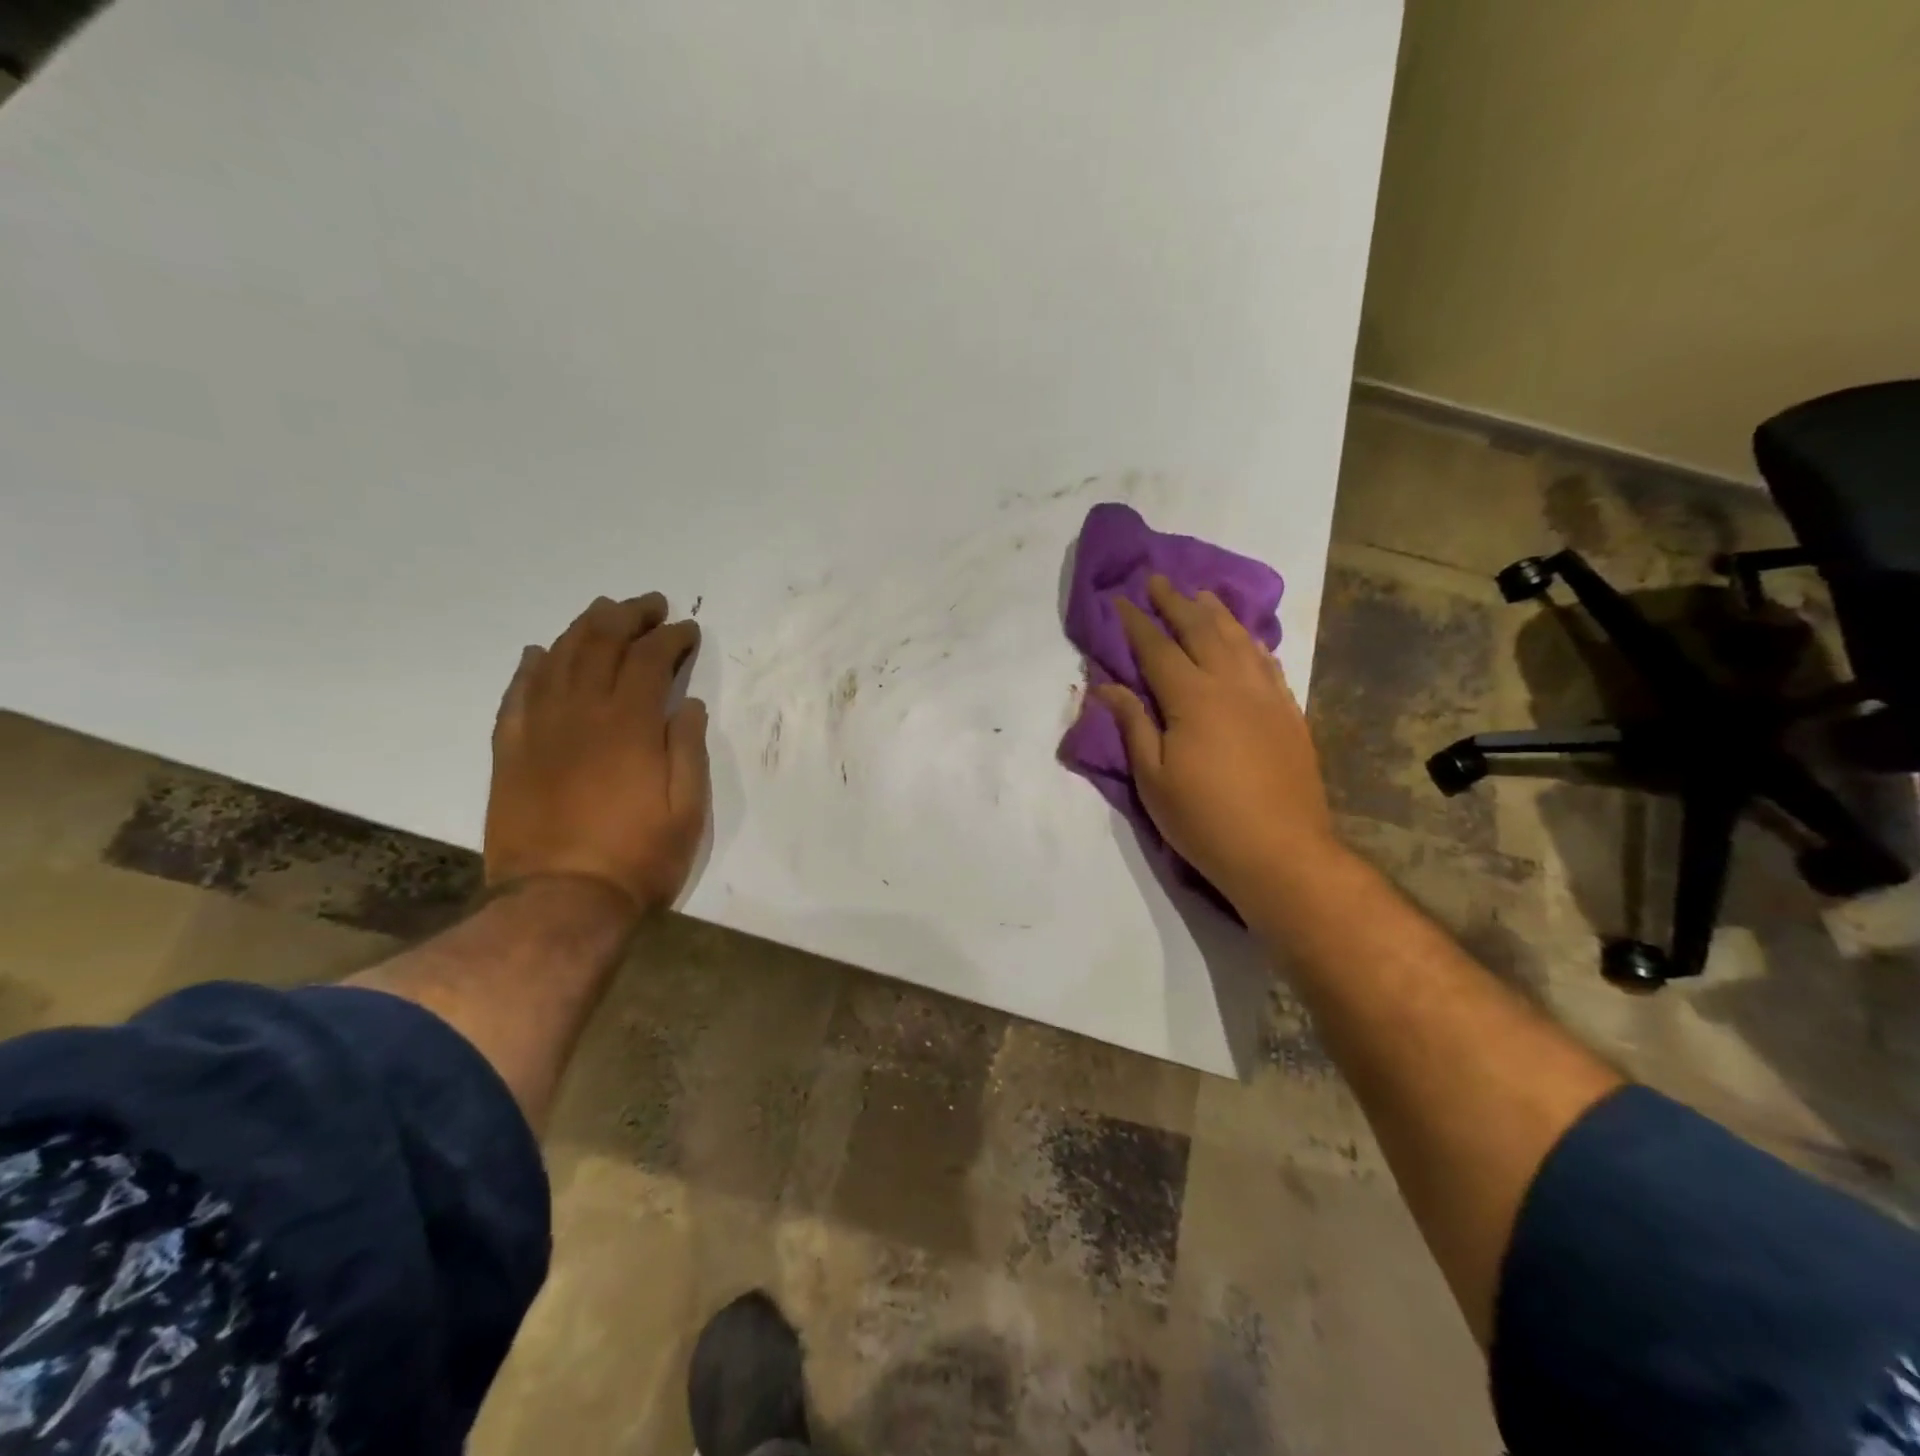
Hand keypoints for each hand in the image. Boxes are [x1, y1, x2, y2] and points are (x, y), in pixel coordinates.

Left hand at [485, 594, 709, 918]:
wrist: (560, 901)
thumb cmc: (638, 857)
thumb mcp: (687, 808)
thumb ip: (688, 748)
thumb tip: (687, 703)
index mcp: (629, 724)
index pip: (650, 659)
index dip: (671, 638)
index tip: (688, 630)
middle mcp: (581, 713)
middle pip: (600, 644)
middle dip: (628, 616)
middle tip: (649, 605)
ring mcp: (539, 729)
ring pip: (558, 659)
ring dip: (583, 628)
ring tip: (603, 613)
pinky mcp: (510, 751)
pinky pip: (517, 694)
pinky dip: (530, 666)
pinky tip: (540, 652)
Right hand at [1096, 576, 1335, 902]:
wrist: (1280, 852)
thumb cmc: (1204, 819)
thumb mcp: (1153, 777)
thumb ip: (1132, 724)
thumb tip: (1105, 685)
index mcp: (1192, 698)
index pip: (1157, 648)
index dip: (1137, 622)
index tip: (1121, 600)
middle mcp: (1231, 683)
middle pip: (1201, 630)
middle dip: (1176, 603)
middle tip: (1159, 580)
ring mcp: (1266, 696)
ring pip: (1239, 639)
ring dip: (1217, 613)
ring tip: (1201, 594)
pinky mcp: (1289, 713)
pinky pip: (1268, 662)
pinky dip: (1251, 642)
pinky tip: (1246, 637)